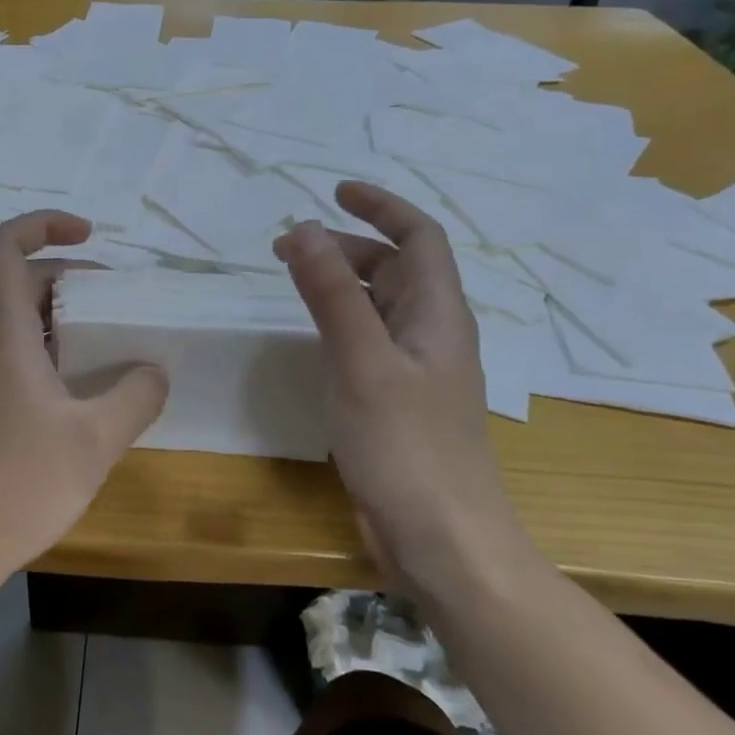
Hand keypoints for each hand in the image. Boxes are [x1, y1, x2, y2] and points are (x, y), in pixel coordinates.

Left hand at [0, 211, 168, 582]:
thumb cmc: (16, 484)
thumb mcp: (94, 440)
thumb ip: (135, 397)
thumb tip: (154, 370)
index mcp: (5, 334)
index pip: (2, 248)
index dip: (41, 224)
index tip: (88, 234)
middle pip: (20, 282)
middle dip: (71, 276)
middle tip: (119, 300)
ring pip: (22, 322)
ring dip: (67, 317)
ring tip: (115, 342)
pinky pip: (22, 357)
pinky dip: (58, 352)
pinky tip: (90, 391)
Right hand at [273, 182, 532, 598]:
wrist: (444, 542)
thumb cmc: (407, 447)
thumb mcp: (362, 362)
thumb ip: (332, 294)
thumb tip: (306, 230)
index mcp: (437, 313)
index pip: (419, 237)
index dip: (381, 207)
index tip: (334, 192)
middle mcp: (432, 333)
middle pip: (396, 268)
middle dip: (349, 245)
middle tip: (290, 246)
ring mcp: (416, 370)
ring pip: (380, 306)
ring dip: (341, 281)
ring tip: (294, 278)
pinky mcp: (398, 402)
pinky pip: (369, 341)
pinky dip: (340, 321)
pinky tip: (313, 337)